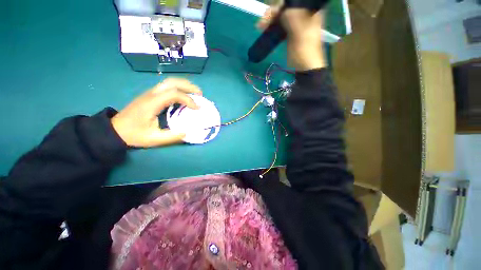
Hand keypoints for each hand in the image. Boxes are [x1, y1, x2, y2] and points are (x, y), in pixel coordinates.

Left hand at [111, 78, 201, 147]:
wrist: (115, 130)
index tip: (197, 108)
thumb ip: (172, 136)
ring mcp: (150, 93)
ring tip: (195, 93)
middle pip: (172, 82)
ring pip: (170, 81)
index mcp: (152, 103)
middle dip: (189, 86)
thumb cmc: (134, 134)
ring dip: (185, 85)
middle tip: (200, 94)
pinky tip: (185, 96)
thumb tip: (187, 131)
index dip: (188, 99)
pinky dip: (179, 88)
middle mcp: (151, 94)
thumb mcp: (154, 139)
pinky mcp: (151, 95)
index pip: (174, 94)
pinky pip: (167, 86)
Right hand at [258, 5, 325, 70]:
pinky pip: (280, 26)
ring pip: (282, 16)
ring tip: (260, 27)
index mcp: (310, 10)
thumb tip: (281, 9)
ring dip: (270, 20)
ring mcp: (297, 24)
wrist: (305, 67)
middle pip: (286, 7)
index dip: (281, 5)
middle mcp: (304, 14)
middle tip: (261, 22)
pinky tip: (265, 30)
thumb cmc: (305, 50)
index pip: (294, 1)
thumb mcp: (300, 32)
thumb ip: (292, 17)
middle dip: (273, 13)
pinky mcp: (290, 33)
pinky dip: (272, 27)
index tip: (271, 13)